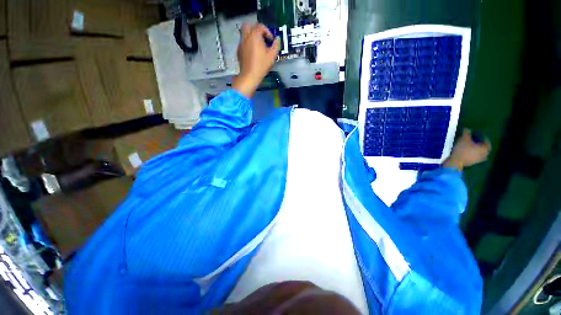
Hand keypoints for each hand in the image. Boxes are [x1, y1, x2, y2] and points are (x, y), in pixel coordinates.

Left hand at [232, 23, 279, 96]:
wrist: (249, 76)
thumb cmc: (261, 66)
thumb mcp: (272, 56)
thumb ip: (276, 45)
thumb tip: (277, 39)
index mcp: (254, 36)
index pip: (261, 26)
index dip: (268, 32)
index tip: (271, 41)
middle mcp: (246, 37)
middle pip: (248, 25)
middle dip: (256, 29)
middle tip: (262, 38)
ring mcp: (241, 44)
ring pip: (244, 34)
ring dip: (251, 37)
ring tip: (258, 46)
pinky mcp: (238, 51)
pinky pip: (243, 43)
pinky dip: (248, 44)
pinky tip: (253, 53)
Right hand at [443, 129, 491, 169]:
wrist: (456, 162)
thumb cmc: (462, 150)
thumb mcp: (463, 139)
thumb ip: (466, 133)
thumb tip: (467, 129)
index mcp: (486, 148)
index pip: (486, 140)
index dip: (480, 136)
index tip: (475, 134)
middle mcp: (485, 154)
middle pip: (483, 147)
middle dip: (478, 143)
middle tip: (471, 140)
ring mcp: (479, 160)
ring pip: (479, 152)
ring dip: (475, 149)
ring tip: (468, 146)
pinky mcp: (473, 163)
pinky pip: (474, 156)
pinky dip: (471, 153)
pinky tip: (465, 151)